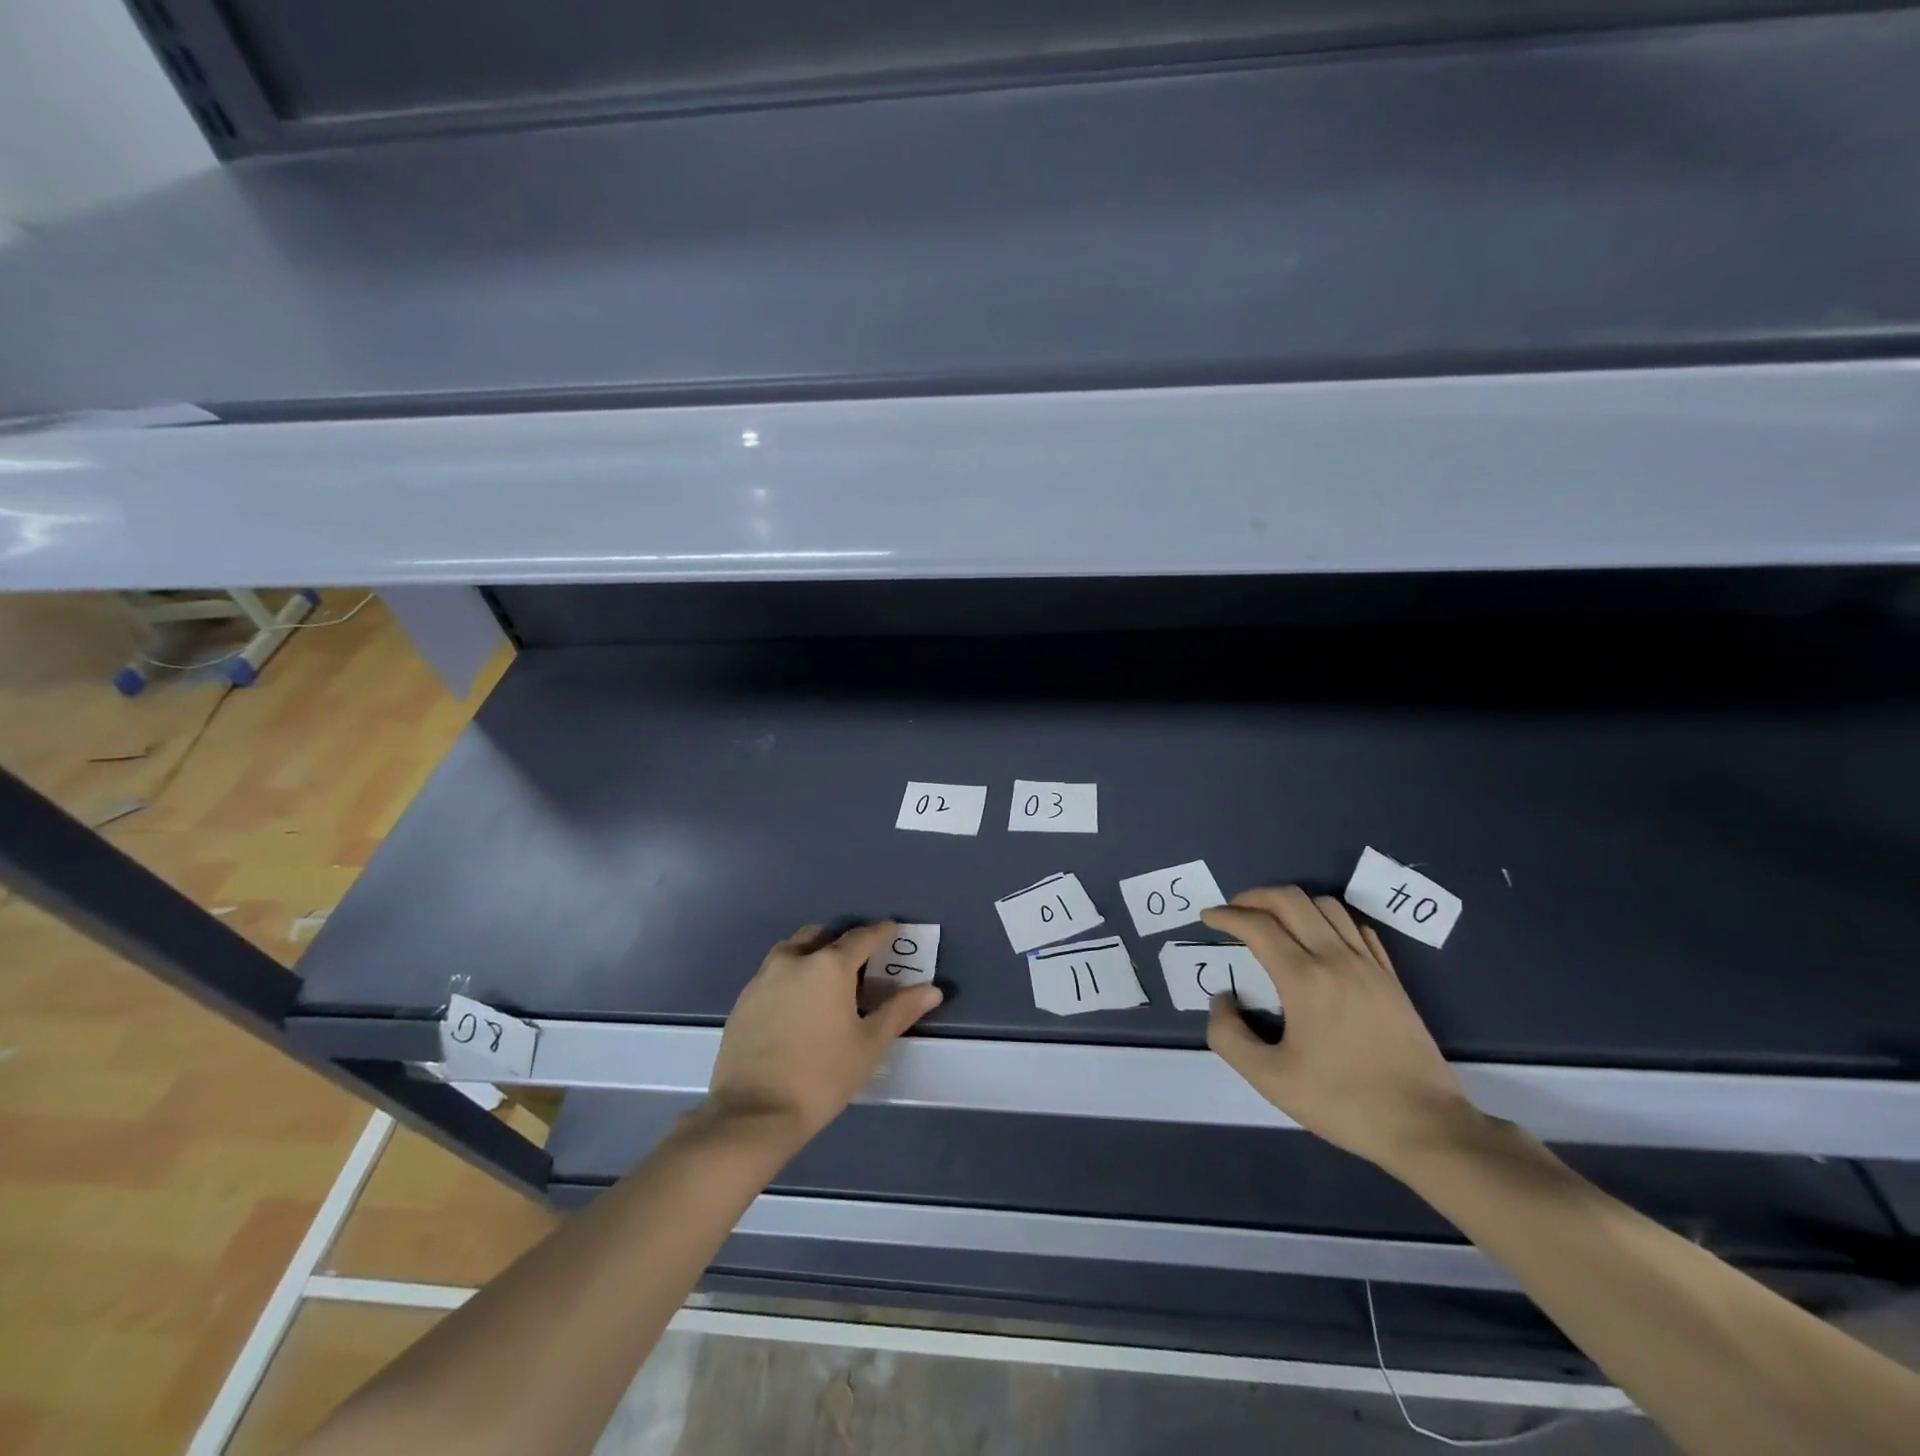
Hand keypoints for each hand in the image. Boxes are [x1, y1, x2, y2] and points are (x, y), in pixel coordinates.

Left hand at [706, 921, 942, 1145]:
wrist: (753, 1113)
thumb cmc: (821, 1076)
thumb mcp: (869, 1044)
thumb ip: (900, 1010)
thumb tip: (932, 989)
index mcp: (829, 965)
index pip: (861, 936)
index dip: (881, 932)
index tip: (893, 931)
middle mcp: (794, 960)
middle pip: (821, 935)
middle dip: (841, 941)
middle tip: (858, 963)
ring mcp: (763, 978)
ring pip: (792, 950)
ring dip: (812, 954)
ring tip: (825, 982)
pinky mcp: (744, 999)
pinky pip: (772, 973)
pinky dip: (790, 976)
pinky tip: (797, 1005)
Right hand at [1203, 886, 1475, 1171]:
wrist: (1426, 1126)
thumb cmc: (1343, 1102)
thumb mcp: (1269, 1079)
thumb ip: (1229, 1036)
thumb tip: (1222, 1000)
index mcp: (1304, 979)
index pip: (1257, 925)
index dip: (1226, 915)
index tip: (1208, 918)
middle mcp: (1336, 959)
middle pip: (1291, 900)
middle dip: (1254, 897)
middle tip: (1234, 912)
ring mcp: (1369, 965)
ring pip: (1326, 905)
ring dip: (1292, 904)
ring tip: (1273, 922)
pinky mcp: (1391, 978)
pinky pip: (1356, 927)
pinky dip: (1328, 920)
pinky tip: (1318, 940)